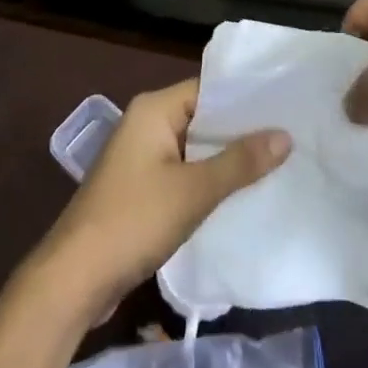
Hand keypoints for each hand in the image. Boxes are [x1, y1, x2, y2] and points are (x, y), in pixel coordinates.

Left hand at [30, 80, 290, 323]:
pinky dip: (208, 180)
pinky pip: (183, 172)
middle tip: (292, 135)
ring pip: (194, 148)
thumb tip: (285, 135)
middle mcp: (145, 124)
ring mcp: (141, 158)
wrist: (75, 278)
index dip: (246, 98)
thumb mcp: (194, 191)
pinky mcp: (140, 188)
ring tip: (279, 162)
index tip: (287, 105)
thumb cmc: (134, 220)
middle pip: (202, 118)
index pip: (208, 89)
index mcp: (153, 110)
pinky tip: (242, 193)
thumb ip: (240, 162)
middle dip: (241, 131)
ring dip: (226, 158)